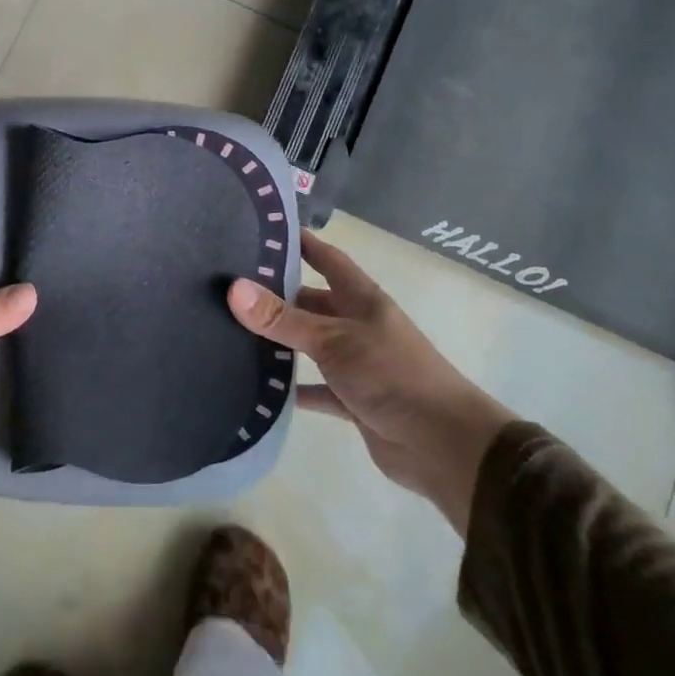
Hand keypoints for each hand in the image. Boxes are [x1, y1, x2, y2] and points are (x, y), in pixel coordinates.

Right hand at [227, 231, 513, 531]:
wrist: (443, 444)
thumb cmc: (392, 375)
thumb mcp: (333, 340)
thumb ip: (283, 319)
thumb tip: (234, 289)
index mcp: (362, 300)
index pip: (328, 259)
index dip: (302, 244)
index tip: (263, 231)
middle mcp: (359, 326)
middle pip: (314, 302)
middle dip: (279, 295)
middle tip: (231, 289)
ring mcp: (357, 364)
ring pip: (312, 345)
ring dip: (282, 342)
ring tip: (234, 332)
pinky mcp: (354, 400)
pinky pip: (316, 389)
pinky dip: (293, 389)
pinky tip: (260, 388)